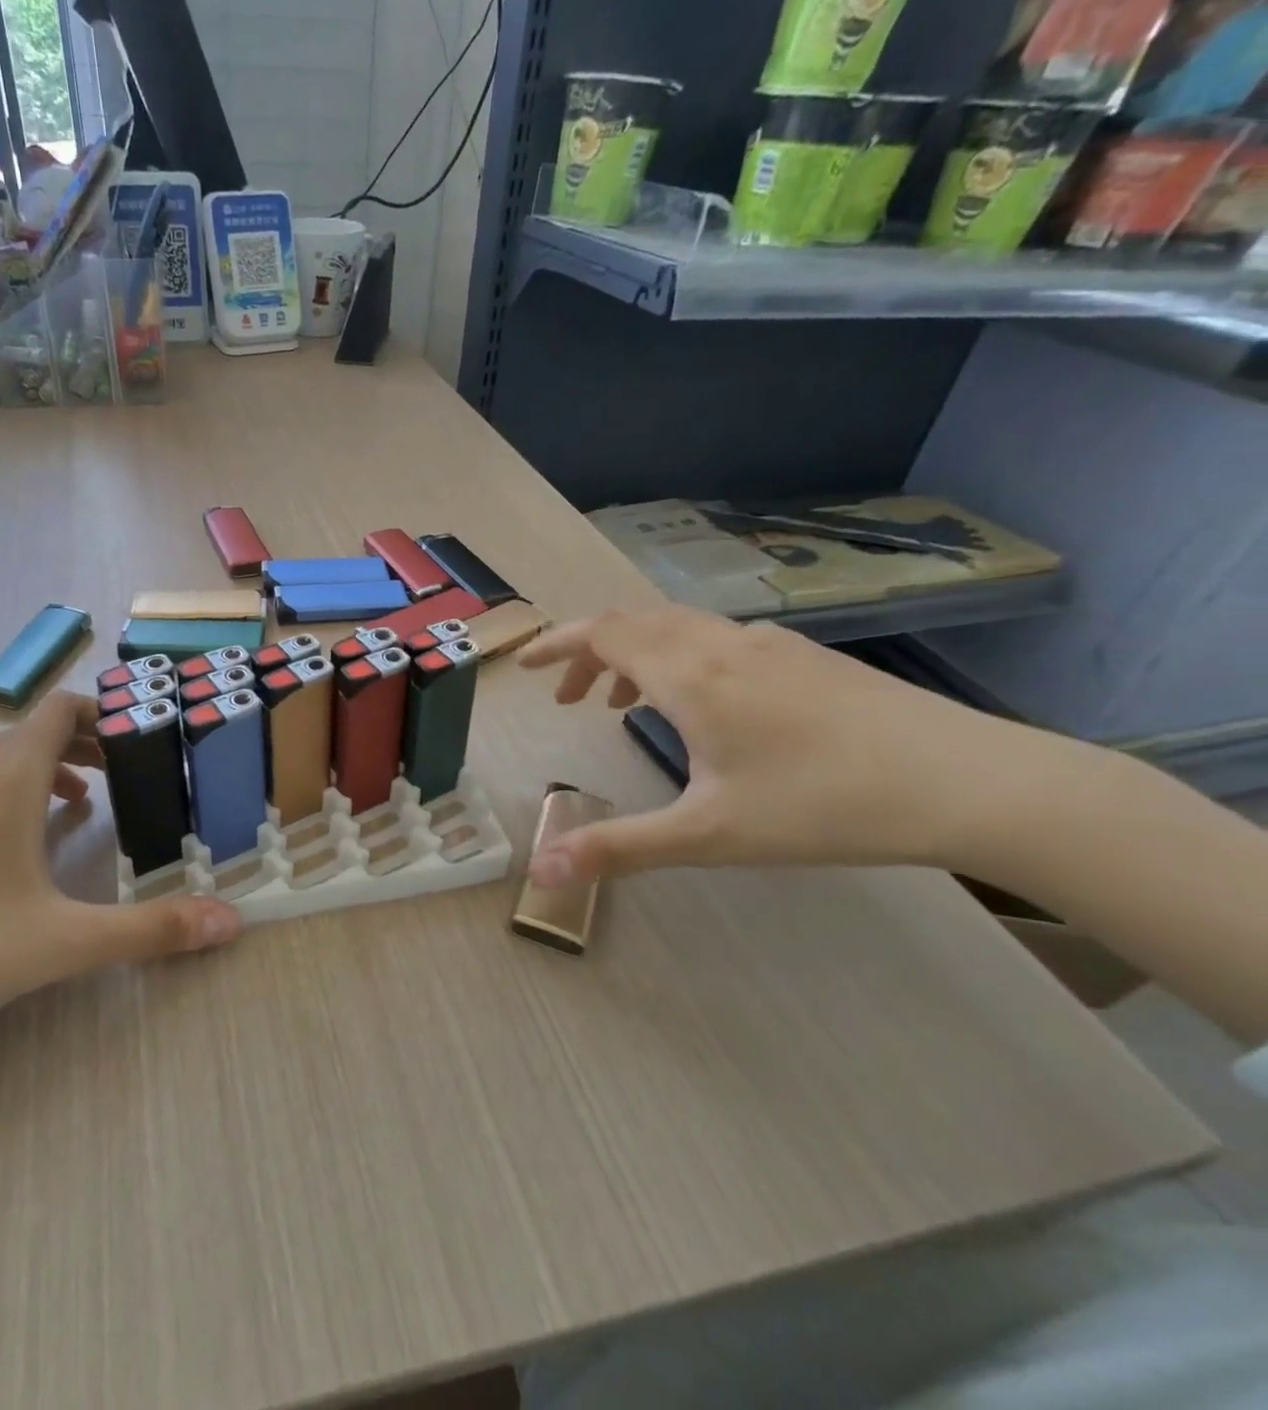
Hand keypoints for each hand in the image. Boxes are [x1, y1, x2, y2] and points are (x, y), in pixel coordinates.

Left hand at [0, 693, 241, 1074]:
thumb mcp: (63, 944)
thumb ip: (151, 930)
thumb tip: (231, 921)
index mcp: (3, 782)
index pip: (56, 710)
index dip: (97, 711)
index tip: (129, 737)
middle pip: (24, 731)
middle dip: (73, 745)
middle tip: (111, 778)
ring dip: (29, 770)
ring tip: (62, 810)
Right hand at [518, 602, 1034, 884]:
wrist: (969, 781)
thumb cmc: (824, 804)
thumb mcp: (709, 835)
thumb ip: (619, 848)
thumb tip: (541, 872)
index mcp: (689, 675)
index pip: (602, 634)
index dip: (556, 645)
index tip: (525, 666)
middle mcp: (721, 644)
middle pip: (635, 623)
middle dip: (589, 653)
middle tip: (568, 698)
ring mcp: (768, 644)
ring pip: (678, 629)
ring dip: (635, 656)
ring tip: (621, 704)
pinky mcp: (804, 657)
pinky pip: (715, 639)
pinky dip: (679, 659)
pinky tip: (702, 707)